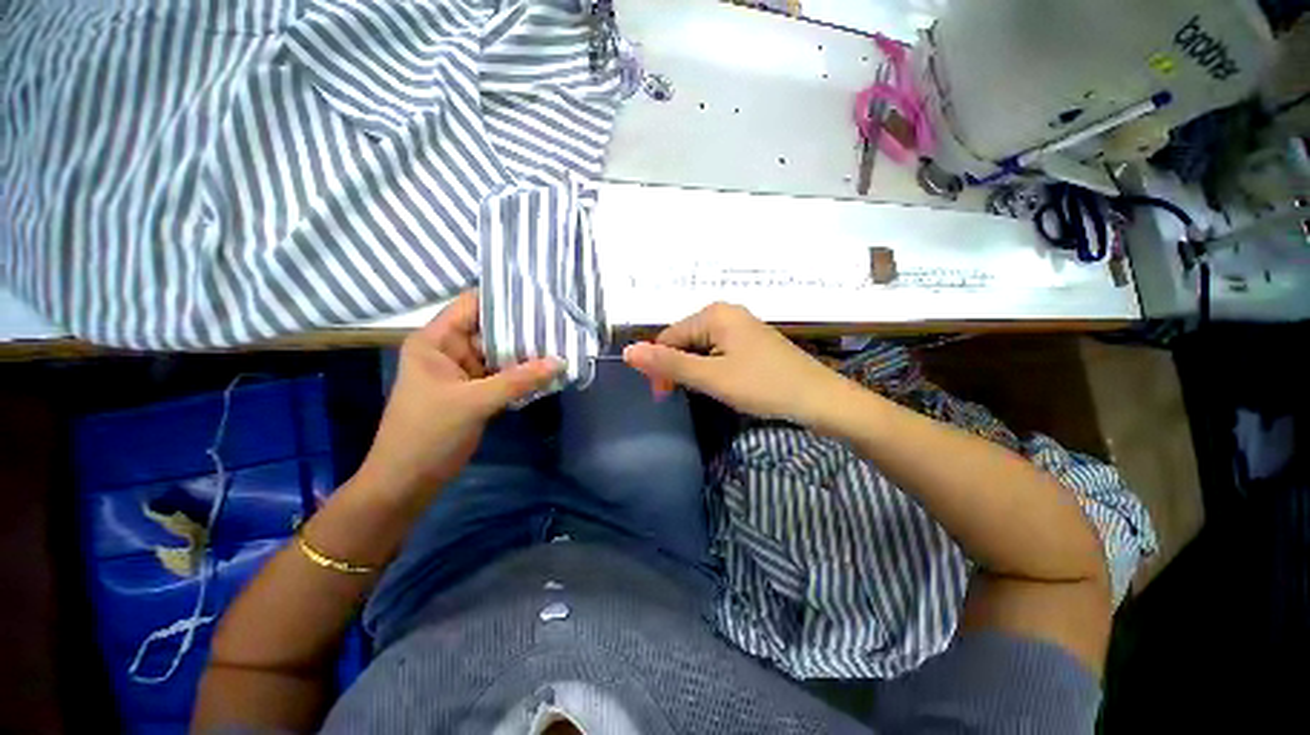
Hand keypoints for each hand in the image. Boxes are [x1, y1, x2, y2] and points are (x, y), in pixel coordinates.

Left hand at [355, 291, 561, 502]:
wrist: (407, 482)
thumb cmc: (428, 434)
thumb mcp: (475, 403)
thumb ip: (519, 380)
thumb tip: (560, 361)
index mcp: (436, 341)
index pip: (472, 305)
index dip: (504, 298)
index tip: (540, 295)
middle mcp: (449, 350)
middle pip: (491, 329)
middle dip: (524, 328)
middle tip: (561, 321)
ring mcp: (464, 372)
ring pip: (500, 353)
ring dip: (527, 352)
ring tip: (562, 341)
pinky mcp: (475, 391)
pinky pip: (503, 374)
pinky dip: (523, 373)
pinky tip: (548, 369)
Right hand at [622, 303, 847, 423]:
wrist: (819, 398)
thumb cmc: (763, 385)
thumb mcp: (711, 377)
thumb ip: (669, 364)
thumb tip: (627, 351)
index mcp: (714, 314)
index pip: (668, 337)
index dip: (659, 367)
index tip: (663, 396)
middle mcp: (726, 313)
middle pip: (684, 340)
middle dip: (677, 368)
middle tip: (681, 397)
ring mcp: (740, 327)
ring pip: (700, 348)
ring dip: (694, 370)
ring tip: (704, 392)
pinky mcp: (750, 342)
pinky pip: (718, 351)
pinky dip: (711, 368)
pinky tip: (720, 383)